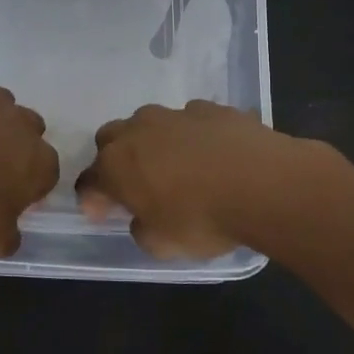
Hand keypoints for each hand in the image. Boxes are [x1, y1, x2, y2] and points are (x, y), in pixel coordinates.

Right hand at [76, 101, 311, 258]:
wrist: (264, 184)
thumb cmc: (203, 219)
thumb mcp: (162, 245)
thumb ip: (142, 229)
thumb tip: (143, 219)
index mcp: (116, 165)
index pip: (89, 181)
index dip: (92, 200)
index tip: (102, 215)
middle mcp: (138, 131)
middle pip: (110, 139)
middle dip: (115, 159)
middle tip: (133, 185)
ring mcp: (175, 114)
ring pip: (150, 123)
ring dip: (153, 143)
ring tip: (175, 166)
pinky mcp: (212, 109)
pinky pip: (190, 120)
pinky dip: (192, 136)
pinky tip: (212, 155)